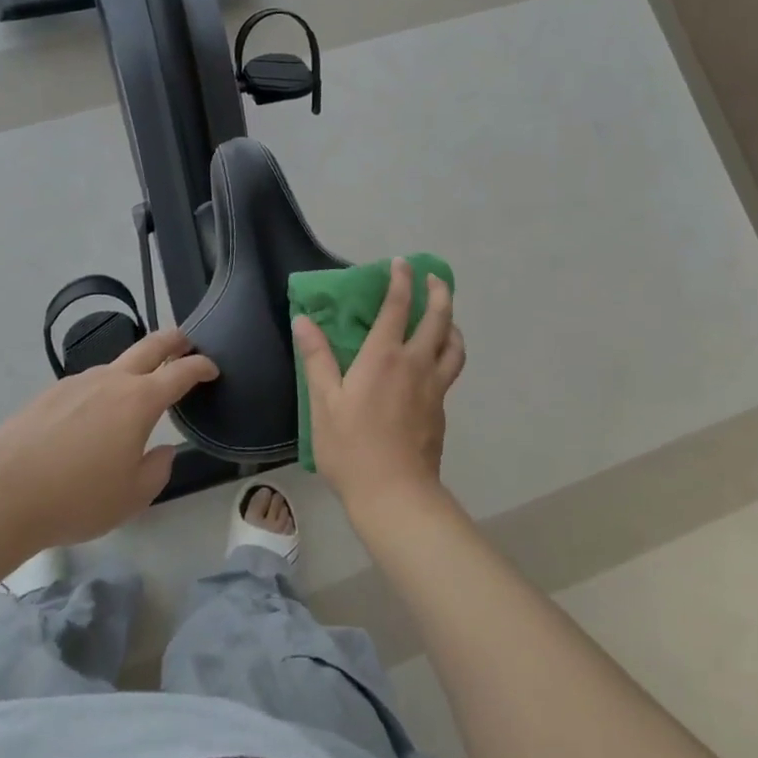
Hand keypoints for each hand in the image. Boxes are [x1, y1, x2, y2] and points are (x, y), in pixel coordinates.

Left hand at [0, 329, 217, 551]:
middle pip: (150, 346)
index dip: (201, 366)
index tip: (212, 368)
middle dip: (174, 339)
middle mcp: (111, 381)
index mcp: (139, 401)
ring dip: (134, 369)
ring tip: (136, 391)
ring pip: (114, 365)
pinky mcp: (49, 394)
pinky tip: (91, 419)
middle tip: (187, 340)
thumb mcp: (132, 497)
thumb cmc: (77, 498)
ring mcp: (76, 383)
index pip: (181, 372)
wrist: (2, 493)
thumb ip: (157, 470)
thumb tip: (162, 451)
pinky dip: (101, 391)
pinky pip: (86, 385)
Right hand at [293, 258, 465, 522]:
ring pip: (454, 345)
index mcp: (384, 356)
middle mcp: (416, 363)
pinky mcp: (441, 409)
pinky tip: (436, 362)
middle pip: (439, 318)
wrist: (395, 494)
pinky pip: (451, 369)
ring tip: (445, 318)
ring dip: (452, 323)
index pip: (398, 306)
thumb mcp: (324, 401)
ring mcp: (434, 387)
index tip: (403, 263)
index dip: (402, 281)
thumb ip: (317, 358)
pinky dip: (449, 353)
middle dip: (439, 292)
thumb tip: (303, 320)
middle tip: (434, 278)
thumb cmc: (352, 447)